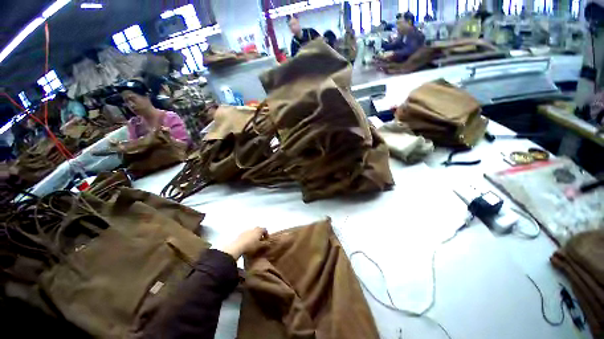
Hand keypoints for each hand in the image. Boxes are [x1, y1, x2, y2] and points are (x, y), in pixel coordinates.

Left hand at [221, 227, 267, 259]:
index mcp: (259, 230)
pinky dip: (248, 238)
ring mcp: (246, 231)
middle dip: (260, 235)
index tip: (266, 240)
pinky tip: (247, 244)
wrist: (237, 247)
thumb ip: (266, 244)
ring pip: (252, 232)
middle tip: (260, 241)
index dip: (266, 235)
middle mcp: (253, 228)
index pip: (265, 230)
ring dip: (254, 236)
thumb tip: (269, 243)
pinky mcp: (240, 234)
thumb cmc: (251, 246)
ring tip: (253, 243)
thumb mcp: (260, 246)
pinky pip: (246, 235)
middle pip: (258, 230)